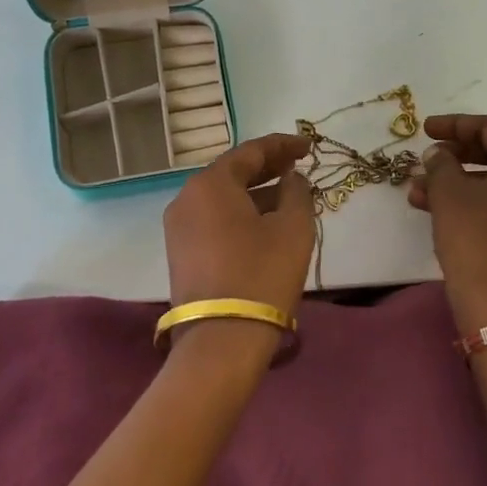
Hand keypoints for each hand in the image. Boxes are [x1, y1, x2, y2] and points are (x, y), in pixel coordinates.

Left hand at [163, 132, 314, 315]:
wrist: (222, 339)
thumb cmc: (262, 274)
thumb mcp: (293, 228)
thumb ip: (297, 192)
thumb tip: (291, 179)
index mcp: (210, 184)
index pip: (250, 151)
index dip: (282, 146)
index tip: (308, 146)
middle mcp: (186, 198)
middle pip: (231, 173)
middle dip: (266, 168)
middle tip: (297, 166)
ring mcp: (178, 228)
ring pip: (222, 198)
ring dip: (254, 193)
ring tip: (287, 196)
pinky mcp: (180, 254)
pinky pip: (213, 220)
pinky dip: (240, 214)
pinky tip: (264, 223)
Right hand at [408, 113, 486, 333]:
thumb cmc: (477, 239)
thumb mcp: (450, 193)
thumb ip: (442, 163)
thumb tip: (438, 154)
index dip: (456, 125)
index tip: (425, 129)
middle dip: (456, 154)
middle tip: (425, 156)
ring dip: (456, 181)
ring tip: (416, 188)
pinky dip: (470, 201)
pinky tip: (432, 207)